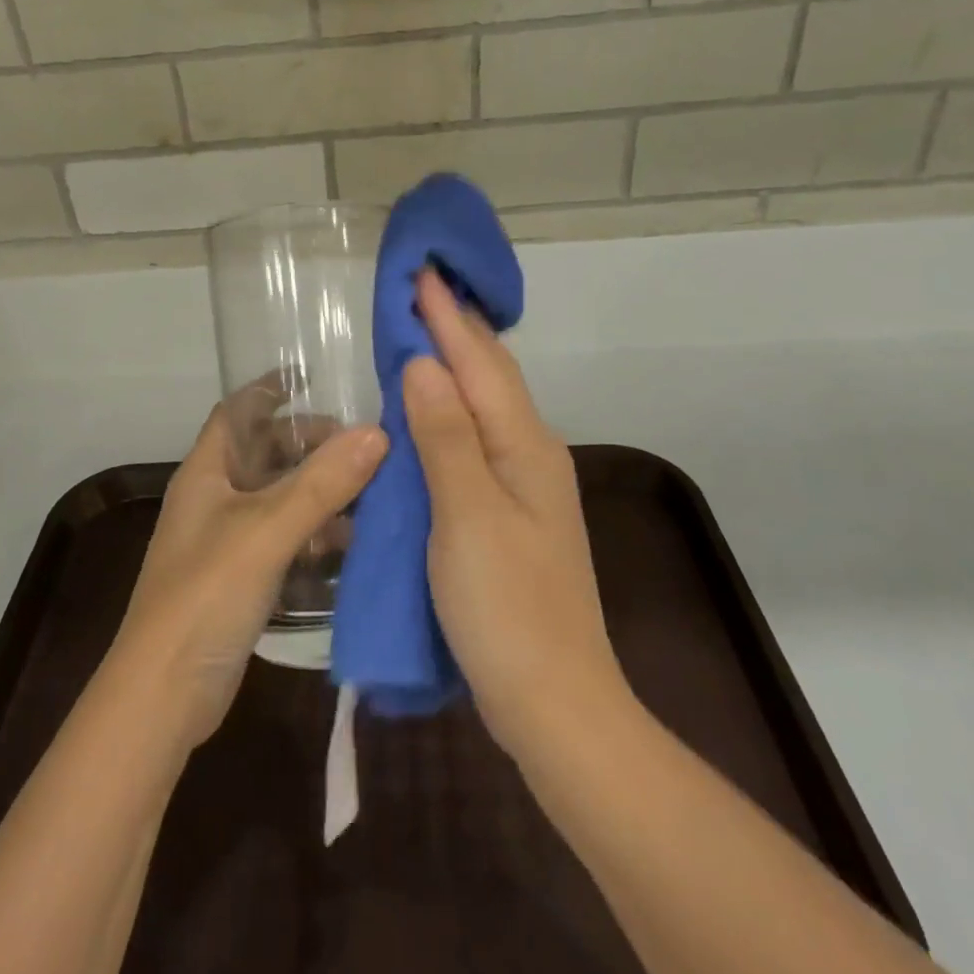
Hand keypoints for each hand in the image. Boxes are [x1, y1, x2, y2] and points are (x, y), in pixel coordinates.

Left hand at [110, 395, 386, 751]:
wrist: (163, 695)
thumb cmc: (206, 595)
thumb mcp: (267, 531)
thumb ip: (321, 483)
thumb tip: (376, 432)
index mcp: (205, 473)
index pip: (237, 412)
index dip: (270, 390)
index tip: (316, 379)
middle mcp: (213, 499)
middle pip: (264, 454)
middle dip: (309, 444)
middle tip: (362, 445)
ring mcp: (225, 541)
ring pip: (278, 499)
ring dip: (318, 492)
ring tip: (369, 492)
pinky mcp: (239, 580)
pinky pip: (282, 540)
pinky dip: (313, 535)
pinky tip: (350, 546)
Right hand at [403, 269, 624, 763]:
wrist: (555, 703)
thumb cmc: (507, 608)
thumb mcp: (467, 516)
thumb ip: (445, 436)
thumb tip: (422, 363)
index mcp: (524, 445)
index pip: (479, 361)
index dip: (445, 316)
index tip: (419, 271)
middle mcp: (531, 452)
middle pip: (490, 374)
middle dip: (455, 327)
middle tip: (419, 288)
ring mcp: (524, 483)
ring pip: (485, 403)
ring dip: (454, 362)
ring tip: (421, 331)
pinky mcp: (509, 511)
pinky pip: (476, 437)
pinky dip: (450, 408)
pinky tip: (430, 409)